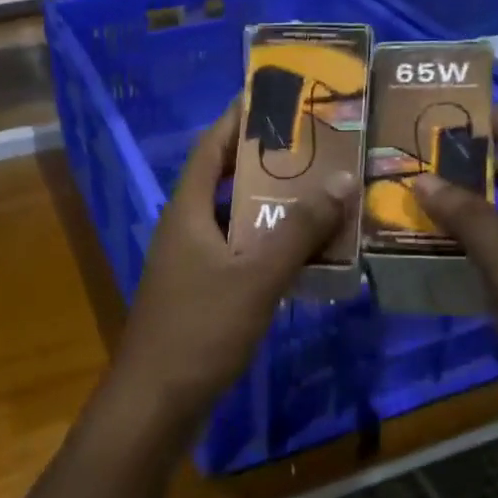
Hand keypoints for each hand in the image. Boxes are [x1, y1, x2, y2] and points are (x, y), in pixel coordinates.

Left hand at [111, 100, 356, 427]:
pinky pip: (242, 255)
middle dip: (269, 162)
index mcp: (188, 211)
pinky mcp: (203, 293)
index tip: (276, 95)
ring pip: (239, 222)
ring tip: (324, 192)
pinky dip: (272, 248)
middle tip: (318, 146)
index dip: (239, 118)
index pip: (212, 148)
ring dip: (276, 208)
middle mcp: (187, 229)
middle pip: (228, 181)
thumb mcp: (256, 276)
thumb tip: (340, 178)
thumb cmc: (200, 329)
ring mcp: (192, 264)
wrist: (157, 402)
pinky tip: (308, 253)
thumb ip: (299, 229)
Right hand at [411, 110, 497, 440]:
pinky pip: (483, 273)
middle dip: (476, 169)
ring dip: (459, 215)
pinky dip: (457, 258)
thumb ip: (473, 226)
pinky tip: (425, 259)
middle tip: (425, 152)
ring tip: (412, 197)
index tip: (472, 106)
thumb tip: (426, 178)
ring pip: (493, 234)